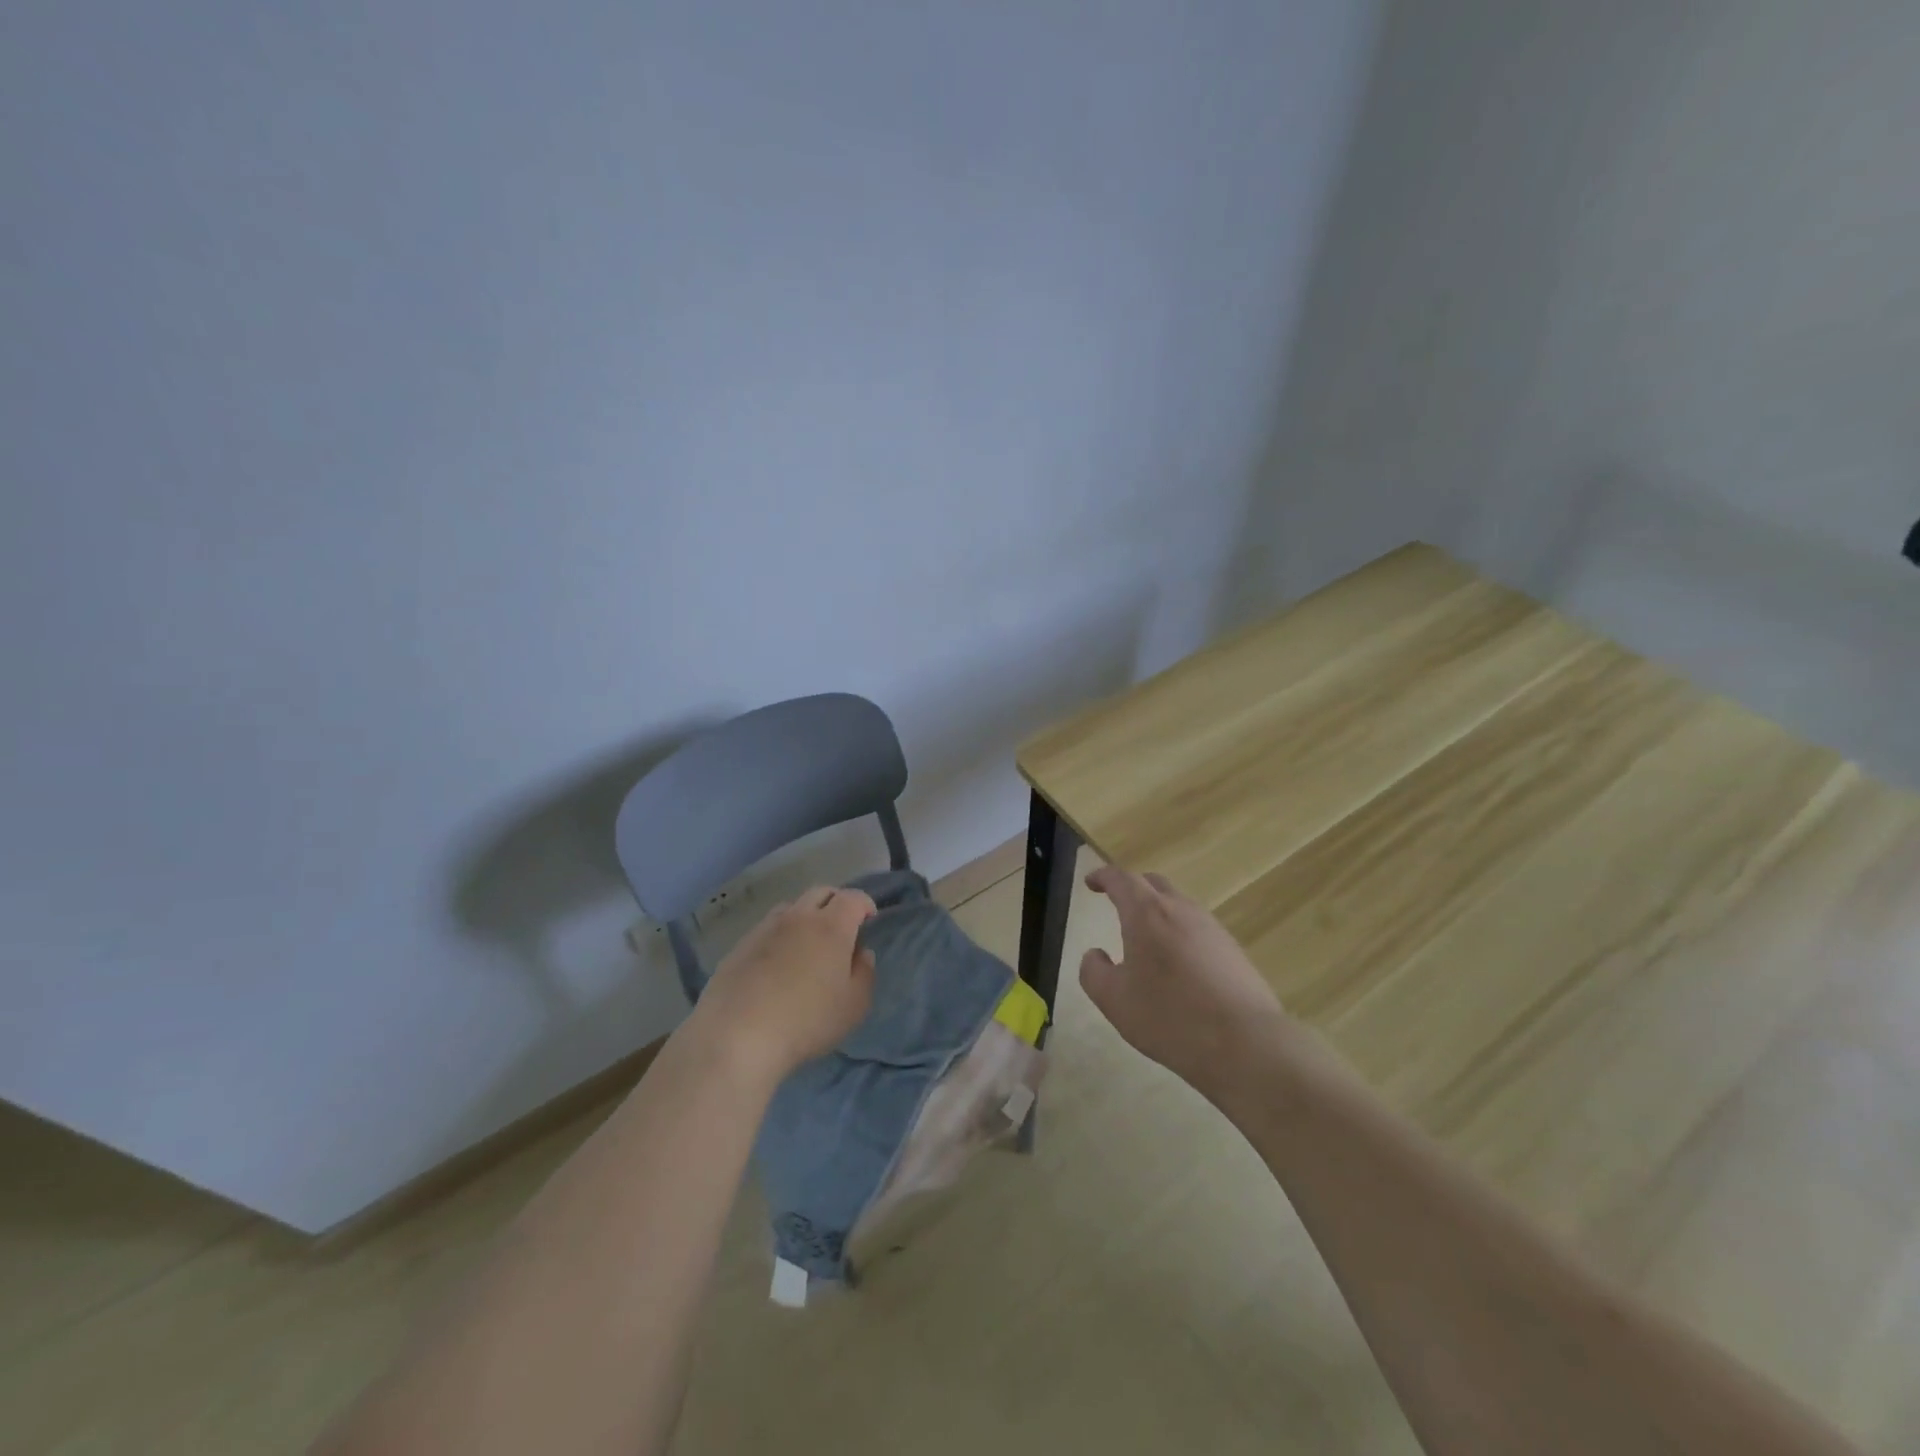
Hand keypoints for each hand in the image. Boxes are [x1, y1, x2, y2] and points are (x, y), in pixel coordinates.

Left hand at [690, 886, 877, 1083]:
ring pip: (791, 907)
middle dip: (836, 902)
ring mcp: (765, 929)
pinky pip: (767, 928)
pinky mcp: (740, 946)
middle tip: (842, 926)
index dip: (865, 904)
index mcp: (831, 926)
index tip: (869, 919)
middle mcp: (798, 917)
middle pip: (820, 892)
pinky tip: (777, 963)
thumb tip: (861, 953)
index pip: (852, 898)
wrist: (737, 1036)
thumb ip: (864, 973)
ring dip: (806, 916)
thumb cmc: (806, 1021)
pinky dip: (780, 935)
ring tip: (808, 944)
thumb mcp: (854, 1006)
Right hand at [1079, 865, 1288, 1098]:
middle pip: (1153, 884)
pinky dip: (1180, 934)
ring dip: (1158, 912)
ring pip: (1179, 906)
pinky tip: (1178, 965)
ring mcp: (1212, 928)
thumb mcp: (1114, 1000)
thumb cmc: (1169, 1016)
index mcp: (1146, 913)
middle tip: (1117, 902)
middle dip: (1132, 888)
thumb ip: (1094, 972)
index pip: (1121, 879)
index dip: (1103, 877)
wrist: (1247, 1043)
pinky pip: (1198, 929)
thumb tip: (1095, 955)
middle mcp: (1180, 909)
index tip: (1091, 882)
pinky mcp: (1233, 950)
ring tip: (1146, 938)